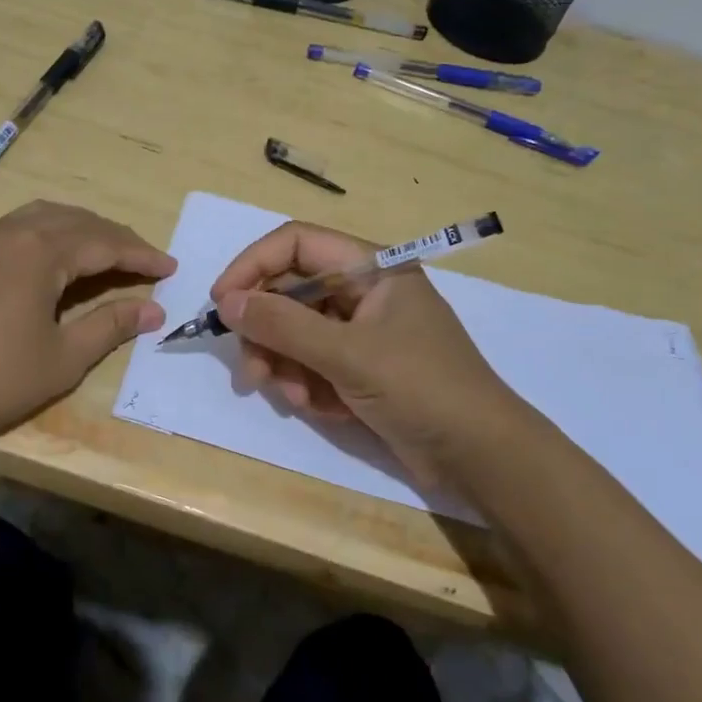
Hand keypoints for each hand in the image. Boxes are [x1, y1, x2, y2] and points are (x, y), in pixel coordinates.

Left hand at [0, 201, 174, 450]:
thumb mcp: (62, 358)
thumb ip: (110, 326)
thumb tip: (153, 310)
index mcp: (39, 251)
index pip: (104, 242)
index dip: (141, 255)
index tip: (170, 268)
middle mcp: (9, 231)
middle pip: (75, 221)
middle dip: (114, 237)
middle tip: (144, 260)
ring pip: (41, 217)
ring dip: (79, 230)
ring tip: (104, 252)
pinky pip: (14, 228)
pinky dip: (45, 235)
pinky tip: (51, 258)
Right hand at [211, 220, 522, 482]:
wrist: (479, 456)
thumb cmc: (421, 388)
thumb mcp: (347, 354)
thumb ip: (283, 325)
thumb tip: (226, 302)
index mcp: (371, 268)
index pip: (295, 244)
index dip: (252, 267)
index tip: (221, 304)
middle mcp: (363, 291)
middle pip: (289, 292)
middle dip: (267, 332)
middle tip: (252, 372)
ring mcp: (361, 331)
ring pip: (296, 332)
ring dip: (285, 365)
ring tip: (294, 398)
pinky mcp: (360, 367)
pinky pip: (313, 363)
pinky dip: (308, 385)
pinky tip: (323, 409)